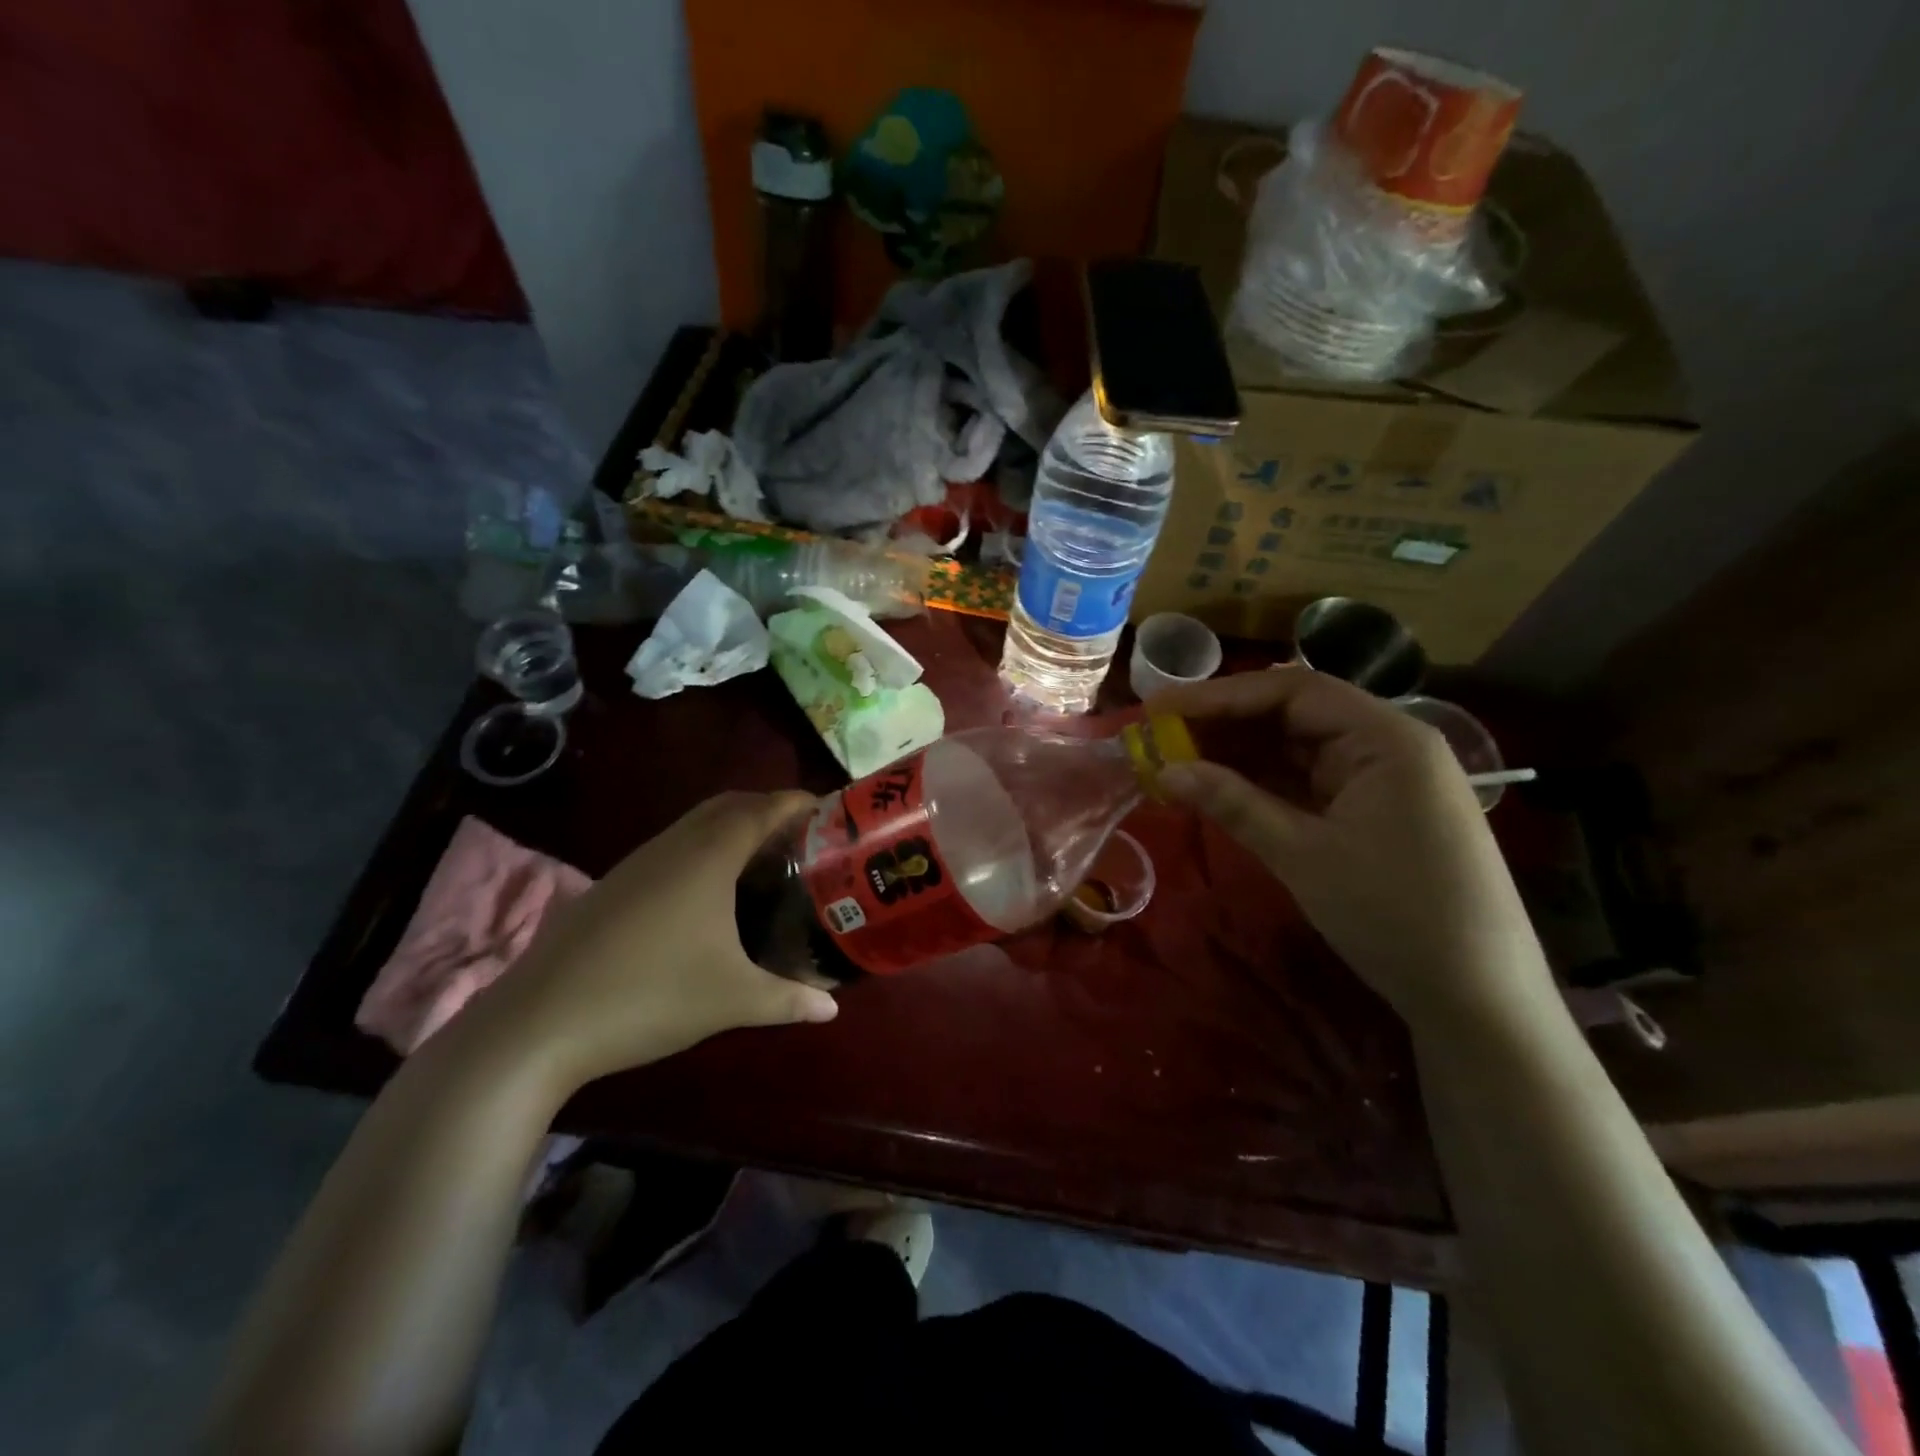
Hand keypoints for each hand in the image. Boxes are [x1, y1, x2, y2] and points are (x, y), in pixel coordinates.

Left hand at [457, 792, 837, 1090]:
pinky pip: (672, 848)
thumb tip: (832, 1009)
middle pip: (729, 805)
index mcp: (708, 856)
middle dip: (769, 809)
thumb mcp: (731, 1000)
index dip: (799, 802)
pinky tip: (708, 896)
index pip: (763, 808)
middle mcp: (673, 846)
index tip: (831, 811)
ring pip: (695, 825)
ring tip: (764, 862)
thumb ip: (788, 999)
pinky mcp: (613, 886)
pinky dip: (703, 851)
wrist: (537, 1024)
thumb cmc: (648, 996)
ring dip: (733, 829)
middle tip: (804, 837)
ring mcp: (637, 863)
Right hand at [1148, 669, 1551, 1032]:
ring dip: (1241, 754)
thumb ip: (1232, 802)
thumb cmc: (1394, 915)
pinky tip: (1222, 787)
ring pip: (1299, 748)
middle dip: (1226, 724)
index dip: (1219, 696)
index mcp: (1384, 737)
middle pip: (1294, 713)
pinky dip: (1265, 783)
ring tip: (1179, 760)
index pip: (1291, 690)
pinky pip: (1311, 781)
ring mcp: (1384, 779)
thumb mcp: (1302, 854)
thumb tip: (1165, 770)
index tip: (1160, 709)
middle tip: (1161, 736)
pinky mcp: (1377, 811)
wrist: (1479, 998)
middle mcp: (1388, 744)